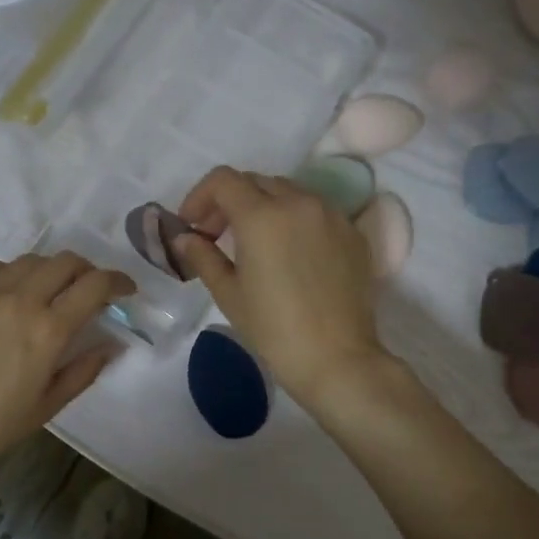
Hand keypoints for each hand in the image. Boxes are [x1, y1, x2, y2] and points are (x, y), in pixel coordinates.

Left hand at [0, 253, 135, 474]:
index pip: (94, 285)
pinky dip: (10, 272)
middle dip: (87, 271)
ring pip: (29, 260)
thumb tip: (112, 344)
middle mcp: (19, 301)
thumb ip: (84, 370)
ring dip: (50, 270)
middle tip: (88, 290)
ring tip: (48, 290)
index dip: (118, 282)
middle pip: (65, 262)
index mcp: (48, 331)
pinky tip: (8, 291)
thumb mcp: (48, 406)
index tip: (125, 289)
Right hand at [171, 166, 386, 404]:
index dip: (200, 197)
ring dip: (264, 207)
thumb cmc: (273, 329)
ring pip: (288, 192)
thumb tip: (185, 239)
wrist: (336, 358)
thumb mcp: (229, 293)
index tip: (192, 226)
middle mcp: (299, 202)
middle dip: (230, 202)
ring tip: (255, 244)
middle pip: (255, 182)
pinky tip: (290, 255)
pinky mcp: (353, 232)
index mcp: (262, 215)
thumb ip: (203, 256)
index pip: (223, 180)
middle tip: (217, 236)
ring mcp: (331, 215)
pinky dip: (295, 220)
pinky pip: (316, 211)